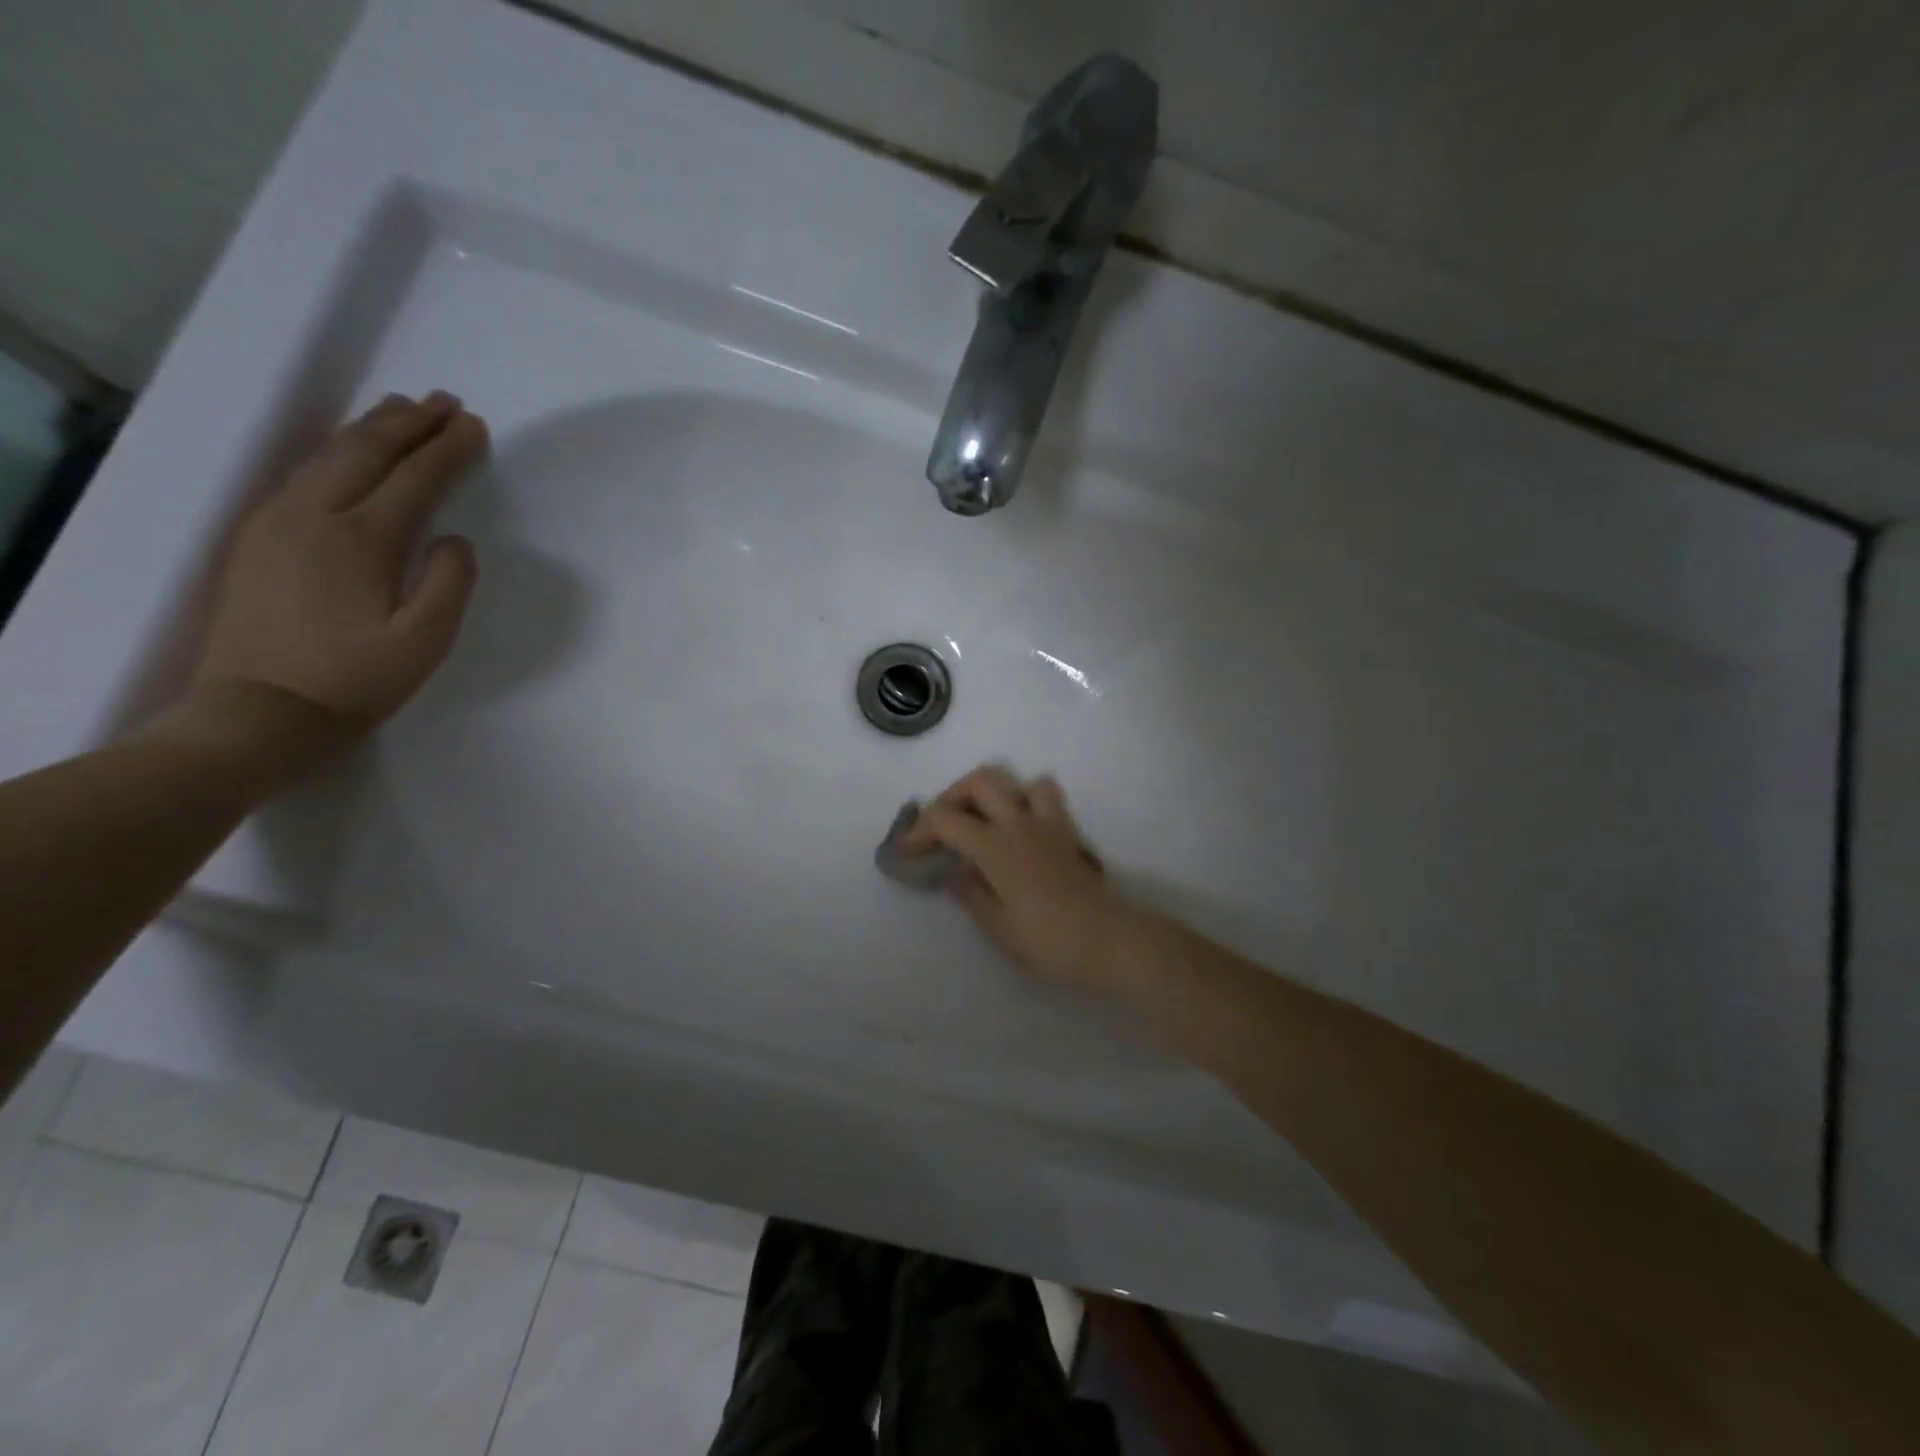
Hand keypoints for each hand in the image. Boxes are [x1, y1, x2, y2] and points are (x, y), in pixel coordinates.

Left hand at [192, 392, 484, 751]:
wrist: (257, 712)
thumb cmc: (355, 681)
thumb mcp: (425, 641)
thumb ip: (451, 584)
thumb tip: (455, 538)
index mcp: (360, 540)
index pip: (414, 479)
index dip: (448, 450)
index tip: (477, 426)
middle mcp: (312, 516)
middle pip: (363, 451)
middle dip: (409, 423)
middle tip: (445, 403)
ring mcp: (275, 522)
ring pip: (327, 456)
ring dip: (369, 429)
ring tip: (402, 411)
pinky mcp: (257, 538)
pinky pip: (303, 475)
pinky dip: (337, 452)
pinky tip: (350, 454)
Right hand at [903, 765, 1130, 987]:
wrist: (1109, 940)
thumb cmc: (1049, 940)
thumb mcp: (999, 926)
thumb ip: (971, 893)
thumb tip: (955, 872)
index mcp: (995, 847)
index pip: (946, 819)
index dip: (920, 829)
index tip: (909, 850)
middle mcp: (1018, 823)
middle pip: (980, 781)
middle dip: (951, 797)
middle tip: (942, 827)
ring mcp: (1046, 823)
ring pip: (1016, 780)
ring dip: (992, 793)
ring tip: (981, 820)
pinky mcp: (1067, 831)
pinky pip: (1044, 796)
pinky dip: (1025, 800)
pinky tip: (1018, 827)